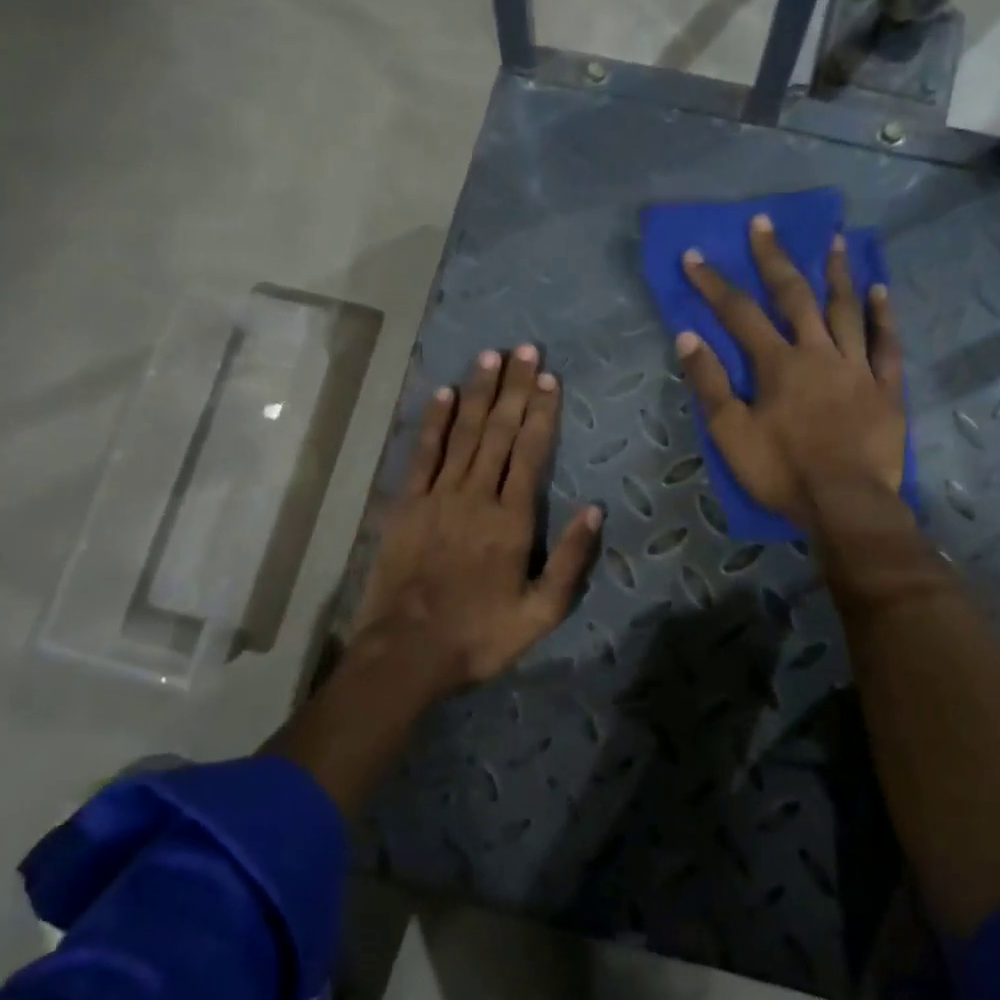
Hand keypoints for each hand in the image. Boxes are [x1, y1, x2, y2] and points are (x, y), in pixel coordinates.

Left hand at [349, 345, 601, 702]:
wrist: (408, 651)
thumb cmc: (480, 635)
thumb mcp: (541, 611)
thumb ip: (569, 559)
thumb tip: (594, 509)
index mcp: (512, 520)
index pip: (530, 452)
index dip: (542, 412)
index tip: (549, 377)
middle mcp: (476, 496)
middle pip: (499, 432)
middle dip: (515, 388)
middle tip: (525, 348)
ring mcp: (437, 496)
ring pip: (463, 433)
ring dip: (479, 392)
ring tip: (491, 356)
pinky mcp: (405, 504)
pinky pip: (422, 454)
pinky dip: (433, 422)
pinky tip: (444, 393)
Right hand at [676, 214, 905, 529]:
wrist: (846, 502)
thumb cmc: (782, 472)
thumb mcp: (731, 433)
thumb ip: (710, 384)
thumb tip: (688, 337)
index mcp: (778, 364)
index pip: (739, 313)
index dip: (714, 283)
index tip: (694, 256)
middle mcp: (818, 352)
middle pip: (794, 296)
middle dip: (774, 258)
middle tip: (764, 223)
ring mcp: (857, 367)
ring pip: (846, 310)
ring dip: (837, 273)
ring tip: (834, 240)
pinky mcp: (885, 387)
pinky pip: (886, 343)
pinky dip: (883, 315)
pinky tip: (880, 290)